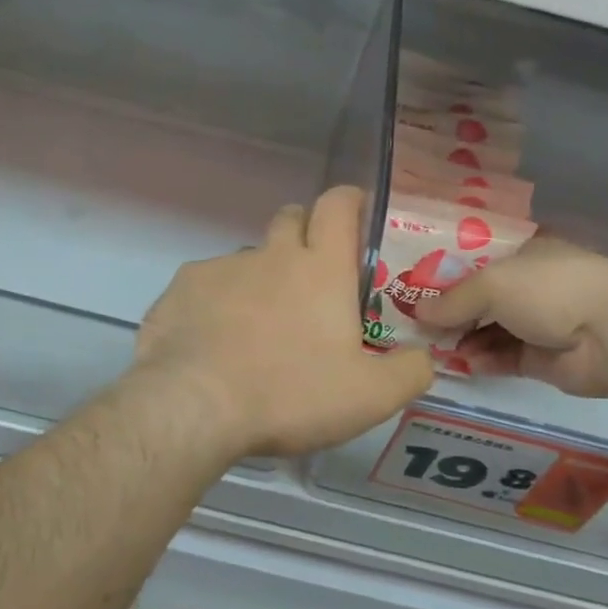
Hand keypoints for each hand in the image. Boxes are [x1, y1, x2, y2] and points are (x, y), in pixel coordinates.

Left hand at [132, 187, 434, 457]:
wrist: (195, 407)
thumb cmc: (290, 394)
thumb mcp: (369, 397)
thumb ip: (409, 372)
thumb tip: (425, 358)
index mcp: (321, 269)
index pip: (338, 206)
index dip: (348, 201)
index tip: (354, 213)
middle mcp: (272, 255)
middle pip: (291, 219)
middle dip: (304, 234)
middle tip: (311, 279)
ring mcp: (222, 267)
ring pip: (249, 257)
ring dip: (260, 278)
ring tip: (257, 326)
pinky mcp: (182, 287)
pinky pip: (207, 283)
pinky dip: (217, 302)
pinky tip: (213, 340)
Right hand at [417, 235, 607, 398]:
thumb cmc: (551, 290)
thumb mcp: (492, 284)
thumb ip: (453, 300)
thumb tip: (417, 314)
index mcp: (524, 252)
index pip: (476, 257)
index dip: (444, 270)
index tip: (413, 284)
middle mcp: (530, 284)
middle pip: (480, 297)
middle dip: (449, 310)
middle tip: (413, 323)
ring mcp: (538, 322)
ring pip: (489, 329)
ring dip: (462, 338)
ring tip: (431, 347)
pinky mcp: (542, 358)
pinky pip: (503, 358)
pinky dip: (482, 360)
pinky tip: (461, 364)